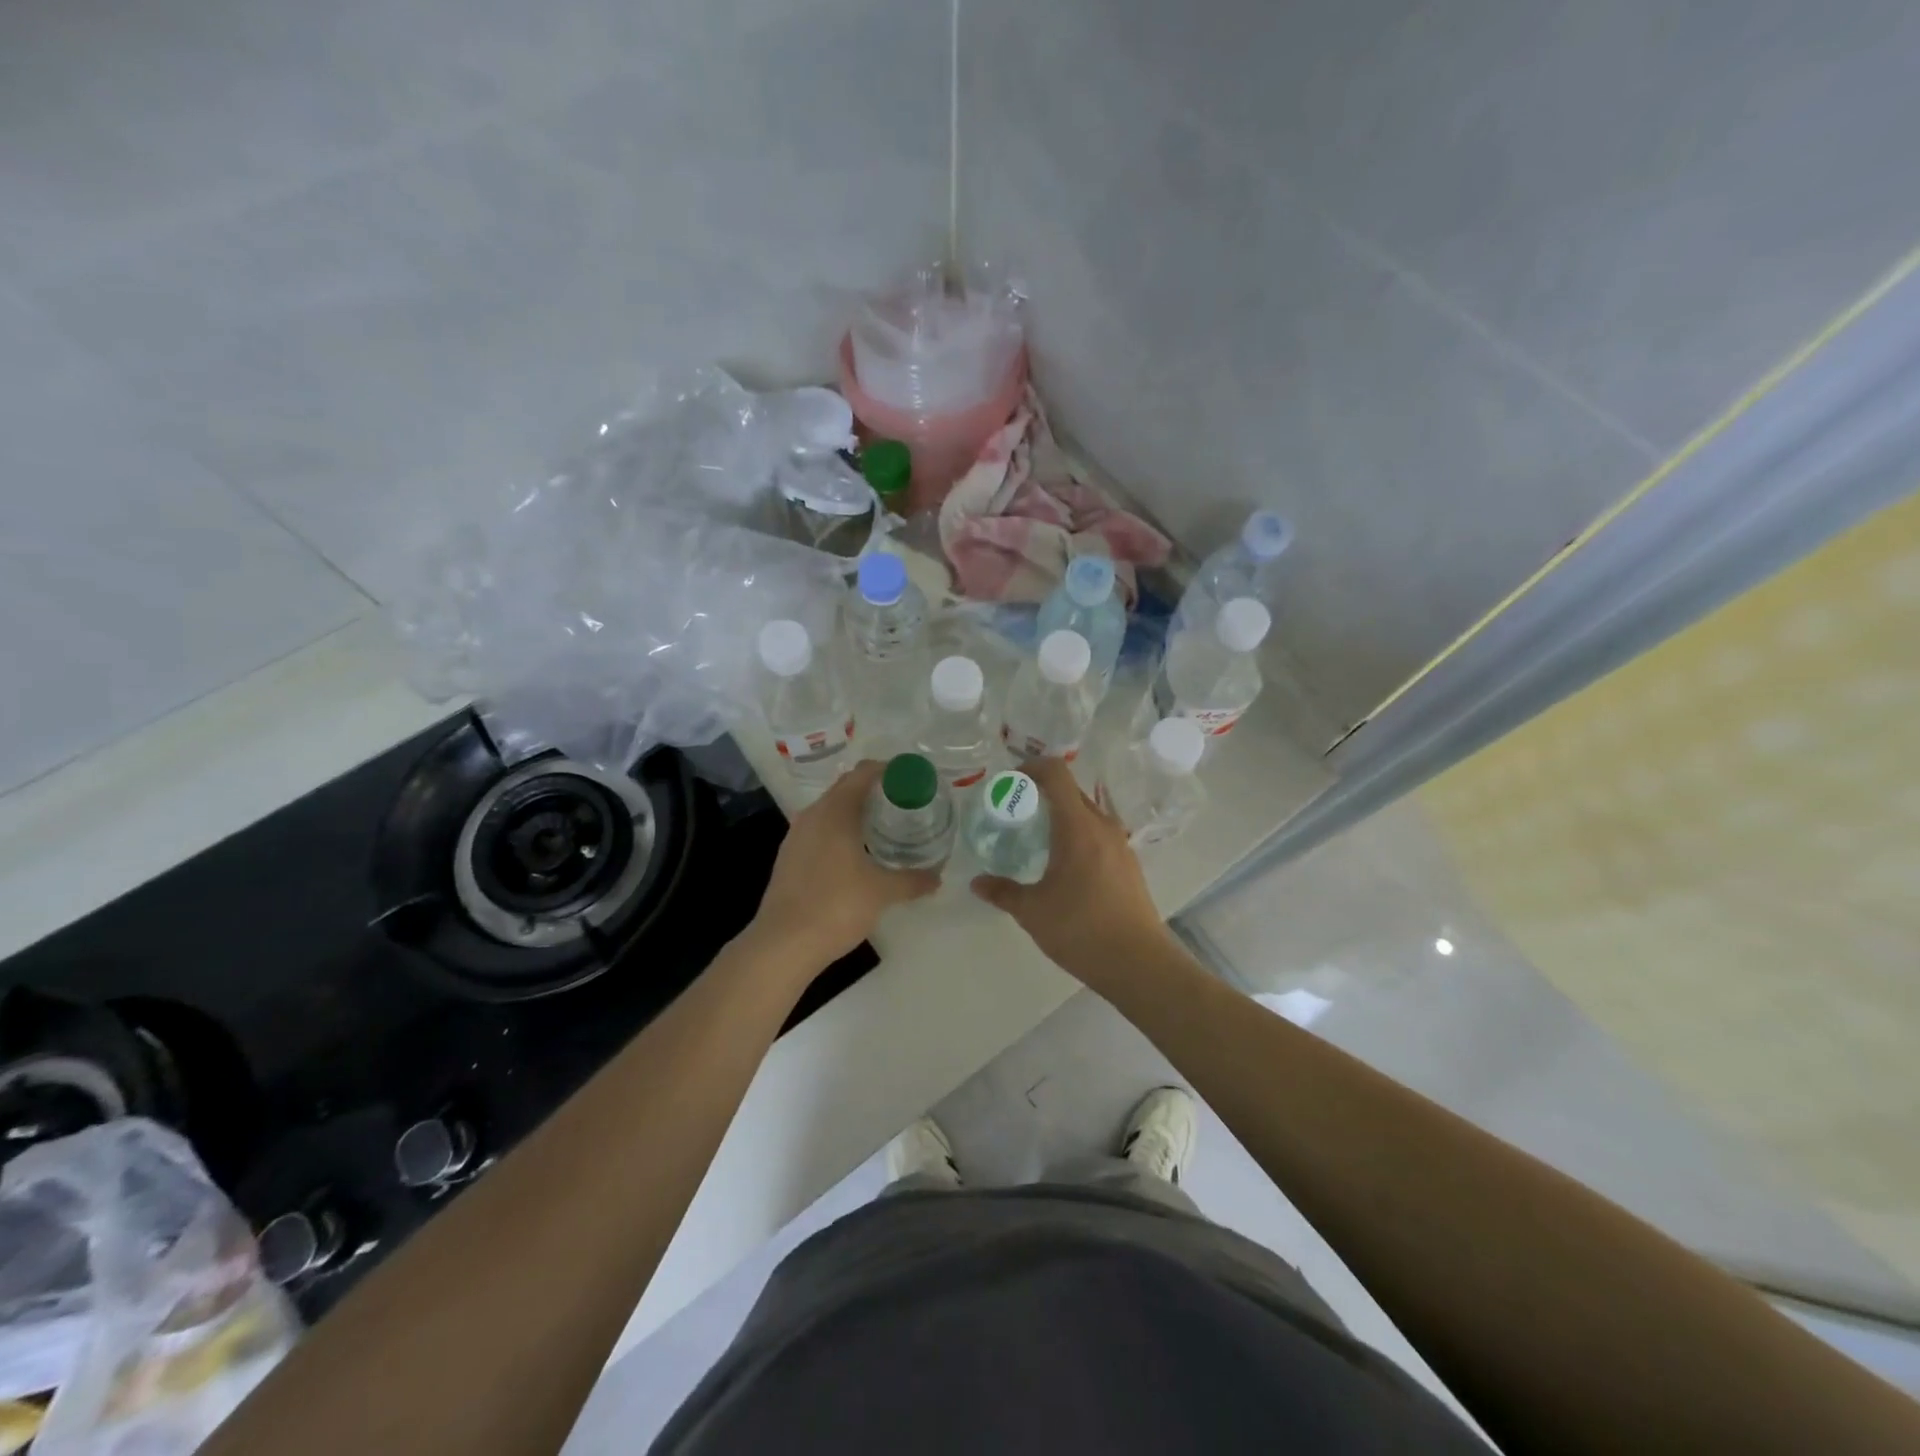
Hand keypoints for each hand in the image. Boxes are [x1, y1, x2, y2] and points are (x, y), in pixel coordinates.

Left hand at [748, 760, 939, 970]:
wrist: (782, 944)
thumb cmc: (836, 907)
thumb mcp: (882, 892)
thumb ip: (912, 880)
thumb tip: (937, 878)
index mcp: (835, 811)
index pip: (864, 773)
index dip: (889, 770)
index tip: (912, 779)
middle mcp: (813, 815)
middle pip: (847, 788)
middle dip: (876, 791)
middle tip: (906, 804)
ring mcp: (797, 836)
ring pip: (831, 810)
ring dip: (857, 812)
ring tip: (885, 828)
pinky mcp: (789, 857)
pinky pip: (820, 830)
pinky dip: (841, 831)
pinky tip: (857, 854)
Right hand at [970, 757, 1174, 990]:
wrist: (1138, 963)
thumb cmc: (1081, 929)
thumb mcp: (1032, 911)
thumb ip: (1003, 891)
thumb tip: (976, 883)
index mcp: (1078, 826)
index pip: (1056, 774)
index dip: (1031, 767)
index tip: (1009, 782)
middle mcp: (1102, 826)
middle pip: (1071, 791)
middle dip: (1042, 793)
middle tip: (1014, 812)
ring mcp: (1120, 845)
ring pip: (1087, 814)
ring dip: (1061, 815)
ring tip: (1036, 838)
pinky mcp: (1128, 864)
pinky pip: (1098, 834)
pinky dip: (1077, 835)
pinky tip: (1062, 865)